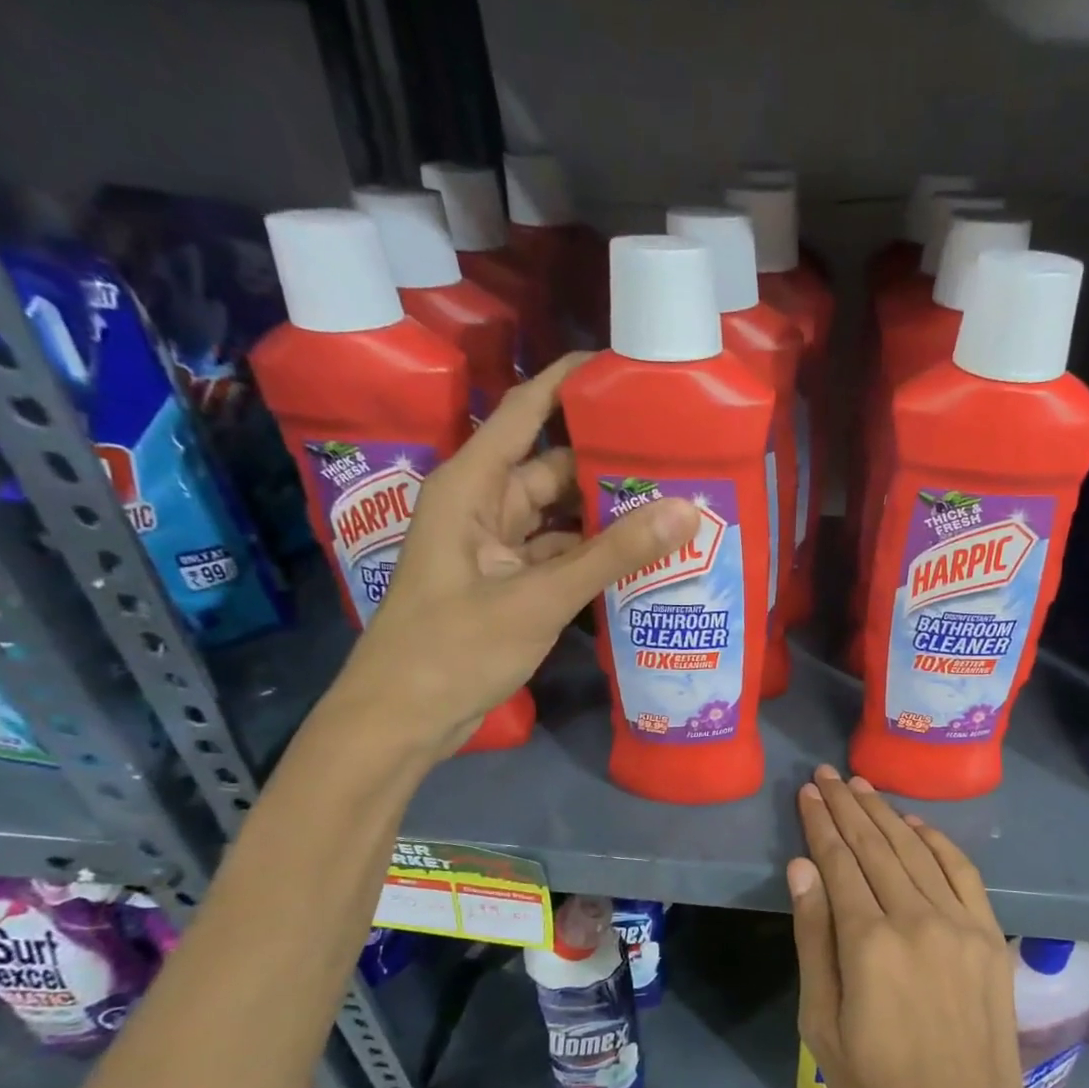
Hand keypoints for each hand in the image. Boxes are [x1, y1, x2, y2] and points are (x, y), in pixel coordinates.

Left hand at [329, 353, 699, 760]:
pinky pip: (560, 555)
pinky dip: (595, 556)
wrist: (403, 720)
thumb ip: (612, 555)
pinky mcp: (509, 583)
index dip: (572, 382)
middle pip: (554, 466)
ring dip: (608, 515)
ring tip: (675, 502)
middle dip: (609, 461)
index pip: (526, 410)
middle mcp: (484, 506)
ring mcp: (496, 547)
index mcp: (472, 486)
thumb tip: (686, 510)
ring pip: (562, 516)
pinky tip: (643, 557)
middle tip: (678, 453)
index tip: (629, 367)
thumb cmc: (454, 649)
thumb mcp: (539, 598)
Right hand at [788, 766, 1043, 1087]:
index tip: (807, 793)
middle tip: (827, 774)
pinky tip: (914, 823)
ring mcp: (959, 922)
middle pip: (875, 845)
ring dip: (885, 813)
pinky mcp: (988, 933)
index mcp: (869, 943)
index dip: (821, 824)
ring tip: (860, 787)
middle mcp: (916, 918)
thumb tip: (803, 868)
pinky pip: (961, 870)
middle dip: (847, 806)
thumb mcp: (823, 1025)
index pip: (839, 862)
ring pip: (915, 849)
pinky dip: (935, 840)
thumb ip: (814, 938)